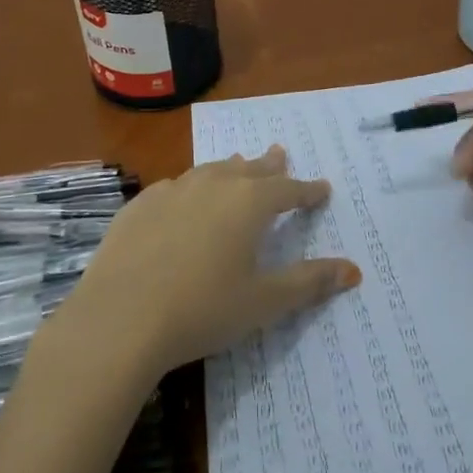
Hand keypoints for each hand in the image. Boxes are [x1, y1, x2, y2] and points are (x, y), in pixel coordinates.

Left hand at [52, 147, 360, 381]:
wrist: (119, 319)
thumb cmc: (202, 310)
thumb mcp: (264, 302)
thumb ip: (309, 282)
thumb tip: (353, 270)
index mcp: (248, 203)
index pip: (288, 189)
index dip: (307, 191)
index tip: (322, 188)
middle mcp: (212, 185)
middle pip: (248, 169)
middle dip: (269, 165)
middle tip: (280, 154)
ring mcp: (171, 191)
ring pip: (210, 171)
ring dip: (229, 169)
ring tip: (237, 165)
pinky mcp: (138, 206)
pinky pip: (174, 187)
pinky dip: (190, 187)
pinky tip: (183, 197)